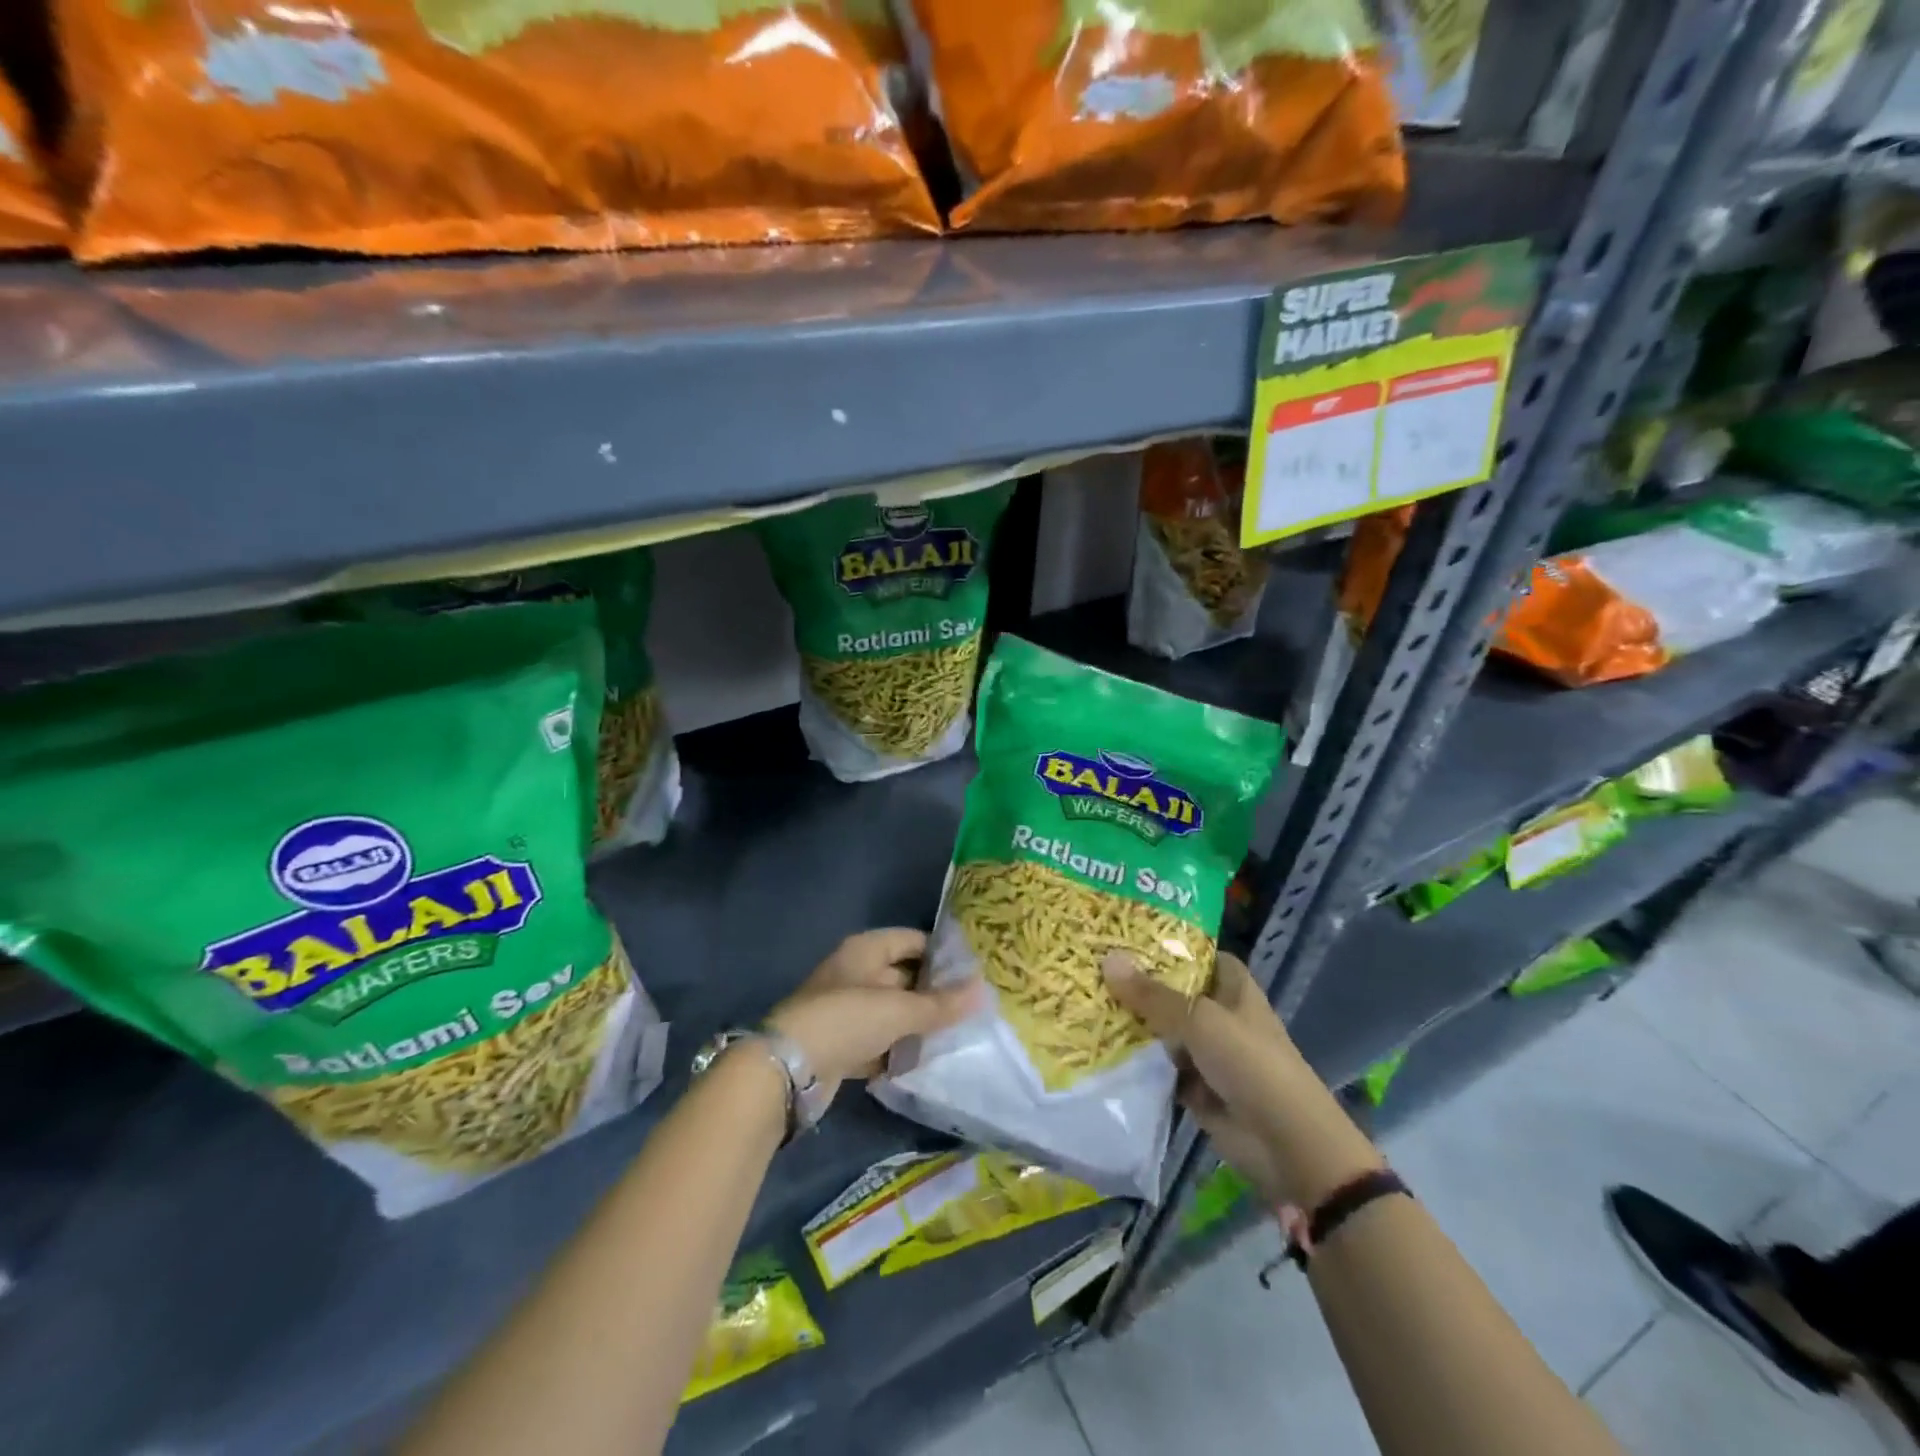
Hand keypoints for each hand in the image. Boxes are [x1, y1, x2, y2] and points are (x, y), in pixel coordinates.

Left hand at [768, 929, 978, 1105]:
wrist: (787, 1070)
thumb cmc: (846, 1020)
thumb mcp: (900, 1010)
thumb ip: (941, 1004)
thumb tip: (984, 990)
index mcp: (865, 950)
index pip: (912, 940)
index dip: (941, 953)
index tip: (973, 971)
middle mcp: (854, 973)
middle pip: (903, 976)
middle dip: (933, 992)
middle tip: (972, 1007)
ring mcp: (845, 1009)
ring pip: (891, 1011)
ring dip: (916, 1024)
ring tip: (955, 1035)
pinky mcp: (840, 1044)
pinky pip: (878, 1040)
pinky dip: (897, 1049)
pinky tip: (923, 1062)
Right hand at [1103, 949, 1316, 1206]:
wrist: (1285, 1143)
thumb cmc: (1250, 1064)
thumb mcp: (1199, 1020)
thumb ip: (1152, 995)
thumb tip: (1107, 960)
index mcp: (1232, 988)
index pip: (1199, 954)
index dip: (1168, 944)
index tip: (1125, 935)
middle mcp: (1219, 1014)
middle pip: (1174, 992)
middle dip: (1139, 984)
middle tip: (1089, 965)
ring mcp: (1207, 1052)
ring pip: (1163, 1030)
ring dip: (1132, 1023)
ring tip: (1083, 1000)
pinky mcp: (1194, 1087)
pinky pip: (1159, 1067)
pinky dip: (1136, 1062)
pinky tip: (1096, 1046)